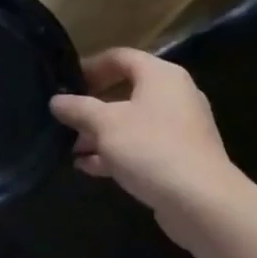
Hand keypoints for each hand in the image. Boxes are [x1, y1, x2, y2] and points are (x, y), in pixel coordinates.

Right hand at [50, 48, 235, 217]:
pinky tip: (89, 167)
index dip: (90, 66)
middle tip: (65, 119)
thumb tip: (56, 100)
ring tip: (71, 148)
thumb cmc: (150, 148)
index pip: (120, 57)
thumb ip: (78, 108)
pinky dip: (116, 152)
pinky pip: (141, 146)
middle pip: (125, 91)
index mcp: (161, 76)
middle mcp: (174, 96)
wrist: (200, 200)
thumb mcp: (105, 124)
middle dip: (92, 107)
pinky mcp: (179, 157)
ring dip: (100, 134)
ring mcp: (180, 128)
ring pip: (132, 122)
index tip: (65, 83)